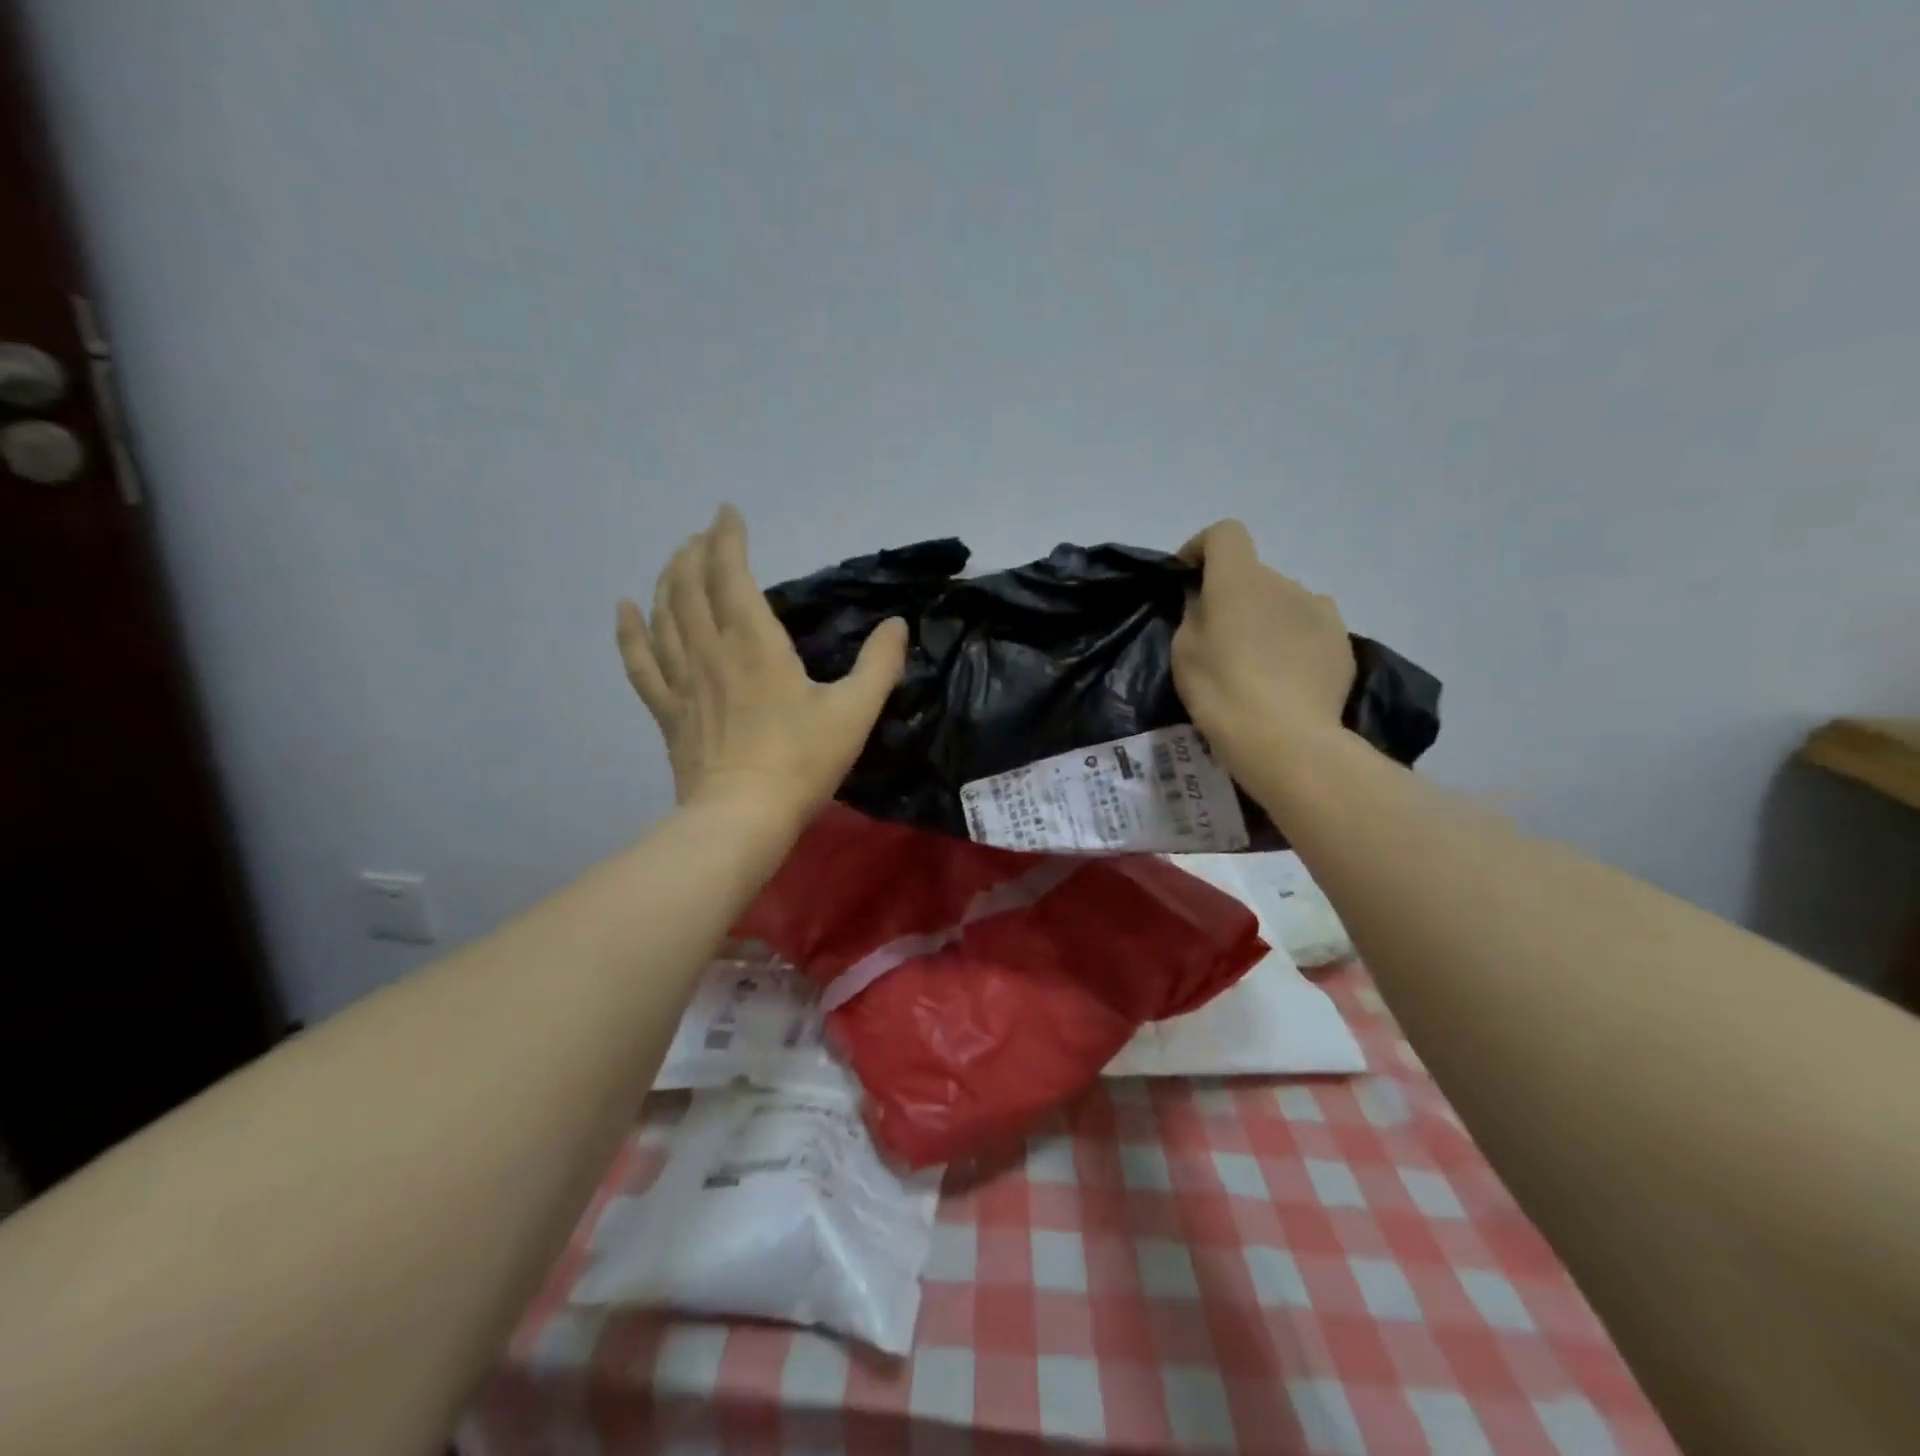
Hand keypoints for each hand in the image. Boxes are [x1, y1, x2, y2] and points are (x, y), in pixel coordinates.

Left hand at [617, 505, 906, 817]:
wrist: (744, 816)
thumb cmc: (801, 762)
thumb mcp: (854, 712)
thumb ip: (879, 665)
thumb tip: (897, 625)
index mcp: (755, 642)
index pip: (732, 573)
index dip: (727, 538)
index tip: (729, 513)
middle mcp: (711, 649)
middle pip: (690, 585)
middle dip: (695, 551)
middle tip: (704, 535)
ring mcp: (683, 679)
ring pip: (664, 614)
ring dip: (667, 579)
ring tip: (675, 560)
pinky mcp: (668, 709)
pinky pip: (639, 662)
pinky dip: (629, 632)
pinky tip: (624, 609)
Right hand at [1171, 520, 1354, 772]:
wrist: (1287, 740)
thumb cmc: (1222, 692)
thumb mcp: (1184, 652)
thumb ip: (1193, 613)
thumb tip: (1204, 599)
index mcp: (1240, 579)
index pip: (1225, 534)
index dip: (1202, 549)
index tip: (1188, 580)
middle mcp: (1284, 582)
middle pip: (1253, 574)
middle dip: (1234, 596)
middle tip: (1218, 640)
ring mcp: (1320, 610)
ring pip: (1283, 602)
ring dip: (1266, 618)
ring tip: (1256, 662)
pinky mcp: (1342, 642)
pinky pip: (1309, 628)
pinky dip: (1293, 641)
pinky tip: (1285, 678)